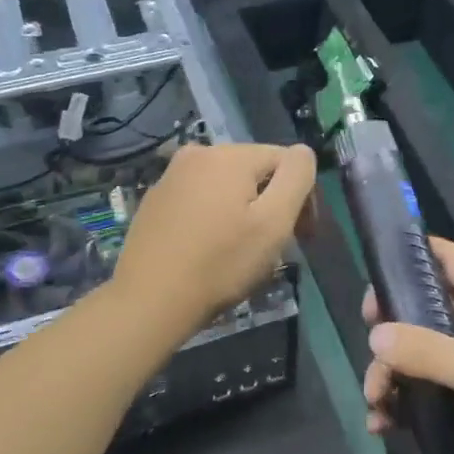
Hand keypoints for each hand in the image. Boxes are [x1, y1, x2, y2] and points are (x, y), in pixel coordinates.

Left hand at [114, 142, 316, 334]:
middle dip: (273, 202)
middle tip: (277, 247)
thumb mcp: (274, 221)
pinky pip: (200, 199)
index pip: (286, 160)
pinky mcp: (155, 201)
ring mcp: (171, 176)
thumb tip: (302, 153)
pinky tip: (212, 248)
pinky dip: (216, 216)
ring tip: (244, 250)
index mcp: (229, 155)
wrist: (149, 300)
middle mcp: (197, 153)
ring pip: (227, 186)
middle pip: (256, 171)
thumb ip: (297, 177)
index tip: (303, 236)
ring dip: (245, 210)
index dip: (303, 196)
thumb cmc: (221, 263)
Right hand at [361, 237, 453, 453]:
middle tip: (368, 344)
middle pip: (421, 310)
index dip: (413, 254)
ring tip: (375, 402)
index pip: (449, 259)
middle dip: (390, 329)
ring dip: (390, 375)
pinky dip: (400, 405)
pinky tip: (382, 424)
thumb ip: (426, 351)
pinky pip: (422, 393)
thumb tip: (374, 335)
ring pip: (416, 356)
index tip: (375, 268)